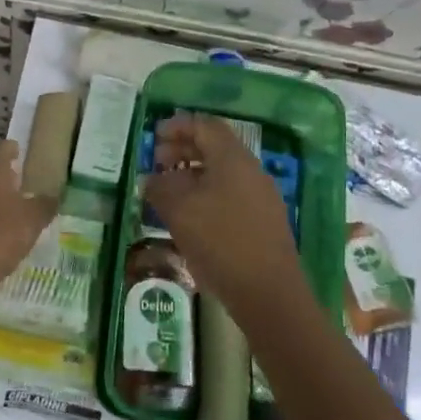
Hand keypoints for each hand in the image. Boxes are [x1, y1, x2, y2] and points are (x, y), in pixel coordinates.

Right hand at [144, 115, 310, 316]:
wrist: (269, 293)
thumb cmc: (220, 241)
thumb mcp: (179, 211)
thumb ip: (160, 188)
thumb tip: (151, 179)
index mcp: (233, 159)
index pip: (205, 126)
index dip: (178, 126)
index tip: (154, 136)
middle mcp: (251, 171)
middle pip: (215, 147)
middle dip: (183, 149)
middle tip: (157, 162)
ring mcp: (261, 197)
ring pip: (223, 173)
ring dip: (193, 174)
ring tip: (168, 191)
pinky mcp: (263, 221)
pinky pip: (231, 194)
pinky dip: (207, 194)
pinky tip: (190, 216)